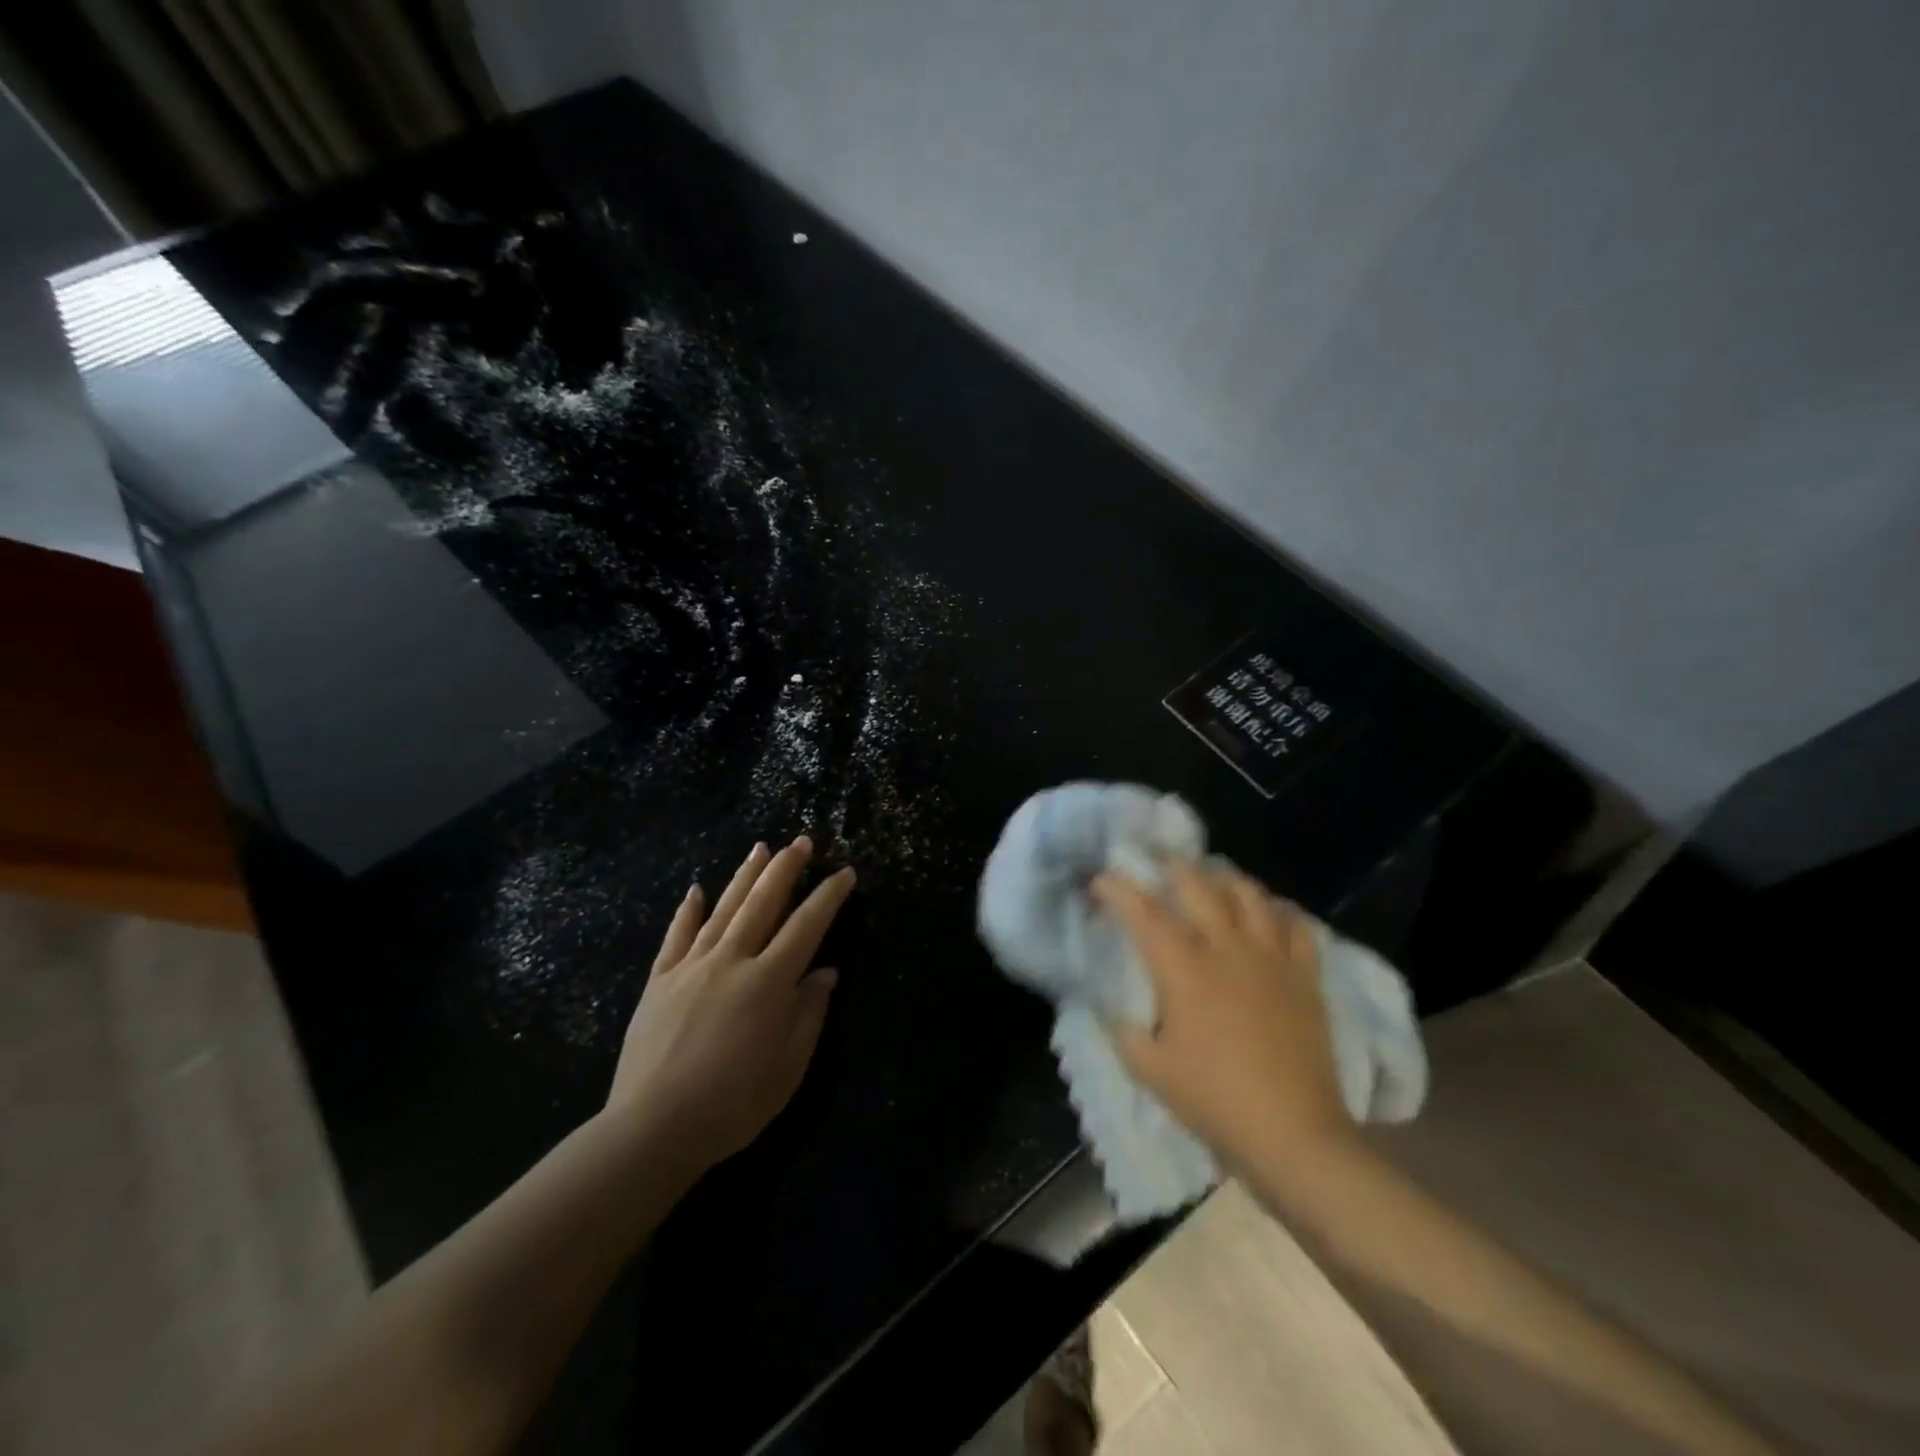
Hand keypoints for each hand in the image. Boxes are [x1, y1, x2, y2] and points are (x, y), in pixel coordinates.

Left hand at [606, 836, 853, 1170]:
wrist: (651, 1129)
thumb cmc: (731, 1105)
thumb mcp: (787, 1070)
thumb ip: (809, 1015)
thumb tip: (826, 973)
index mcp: (768, 983)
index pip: (806, 926)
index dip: (828, 896)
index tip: (845, 873)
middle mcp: (731, 961)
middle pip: (763, 903)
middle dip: (786, 868)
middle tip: (802, 842)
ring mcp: (691, 967)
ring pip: (723, 909)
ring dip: (745, 876)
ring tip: (760, 847)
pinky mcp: (659, 981)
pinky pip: (677, 936)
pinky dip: (688, 910)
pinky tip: (696, 889)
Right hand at [1093, 863, 1355, 1172]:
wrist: (1295, 1136)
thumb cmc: (1215, 1101)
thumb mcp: (1151, 1070)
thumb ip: (1124, 1032)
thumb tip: (1112, 1008)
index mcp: (1185, 970)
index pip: (1144, 912)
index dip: (1118, 889)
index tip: (1100, 880)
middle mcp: (1228, 949)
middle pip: (1199, 886)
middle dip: (1172, 868)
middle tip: (1157, 866)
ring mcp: (1272, 959)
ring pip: (1250, 895)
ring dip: (1226, 880)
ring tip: (1213, 881)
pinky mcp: (1305, 977)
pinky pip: (1297, 927)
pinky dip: (1279, 912)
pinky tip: (1269, 915)